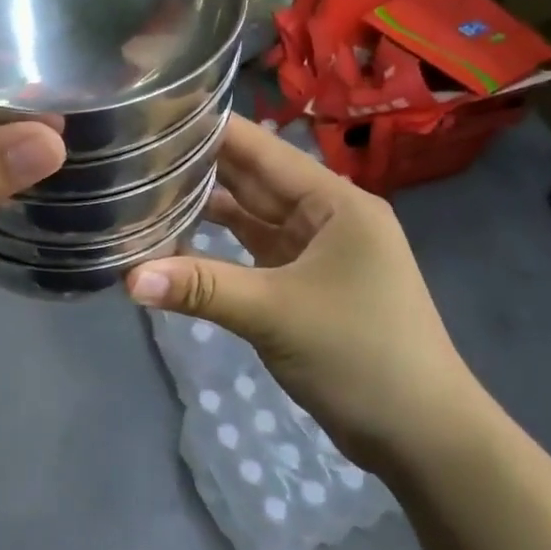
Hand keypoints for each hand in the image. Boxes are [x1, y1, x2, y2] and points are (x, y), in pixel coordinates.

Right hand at [126, 117, 496, 470]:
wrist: (422, 435)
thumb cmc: (361, 356)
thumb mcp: (276, 314)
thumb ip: (202, 288)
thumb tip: (128, 277)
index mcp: (335, 203)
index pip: (263, 151)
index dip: (212, 130)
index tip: (156, 114)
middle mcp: (327, 217)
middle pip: (255, 181)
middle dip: (201, 167)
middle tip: (137, 150)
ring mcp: (317, 253)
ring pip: (252, 218)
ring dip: (207, 208)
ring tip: (147, 188)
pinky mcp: (305, 285)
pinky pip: (255, 254)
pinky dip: (220, 249)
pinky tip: (178, 242)